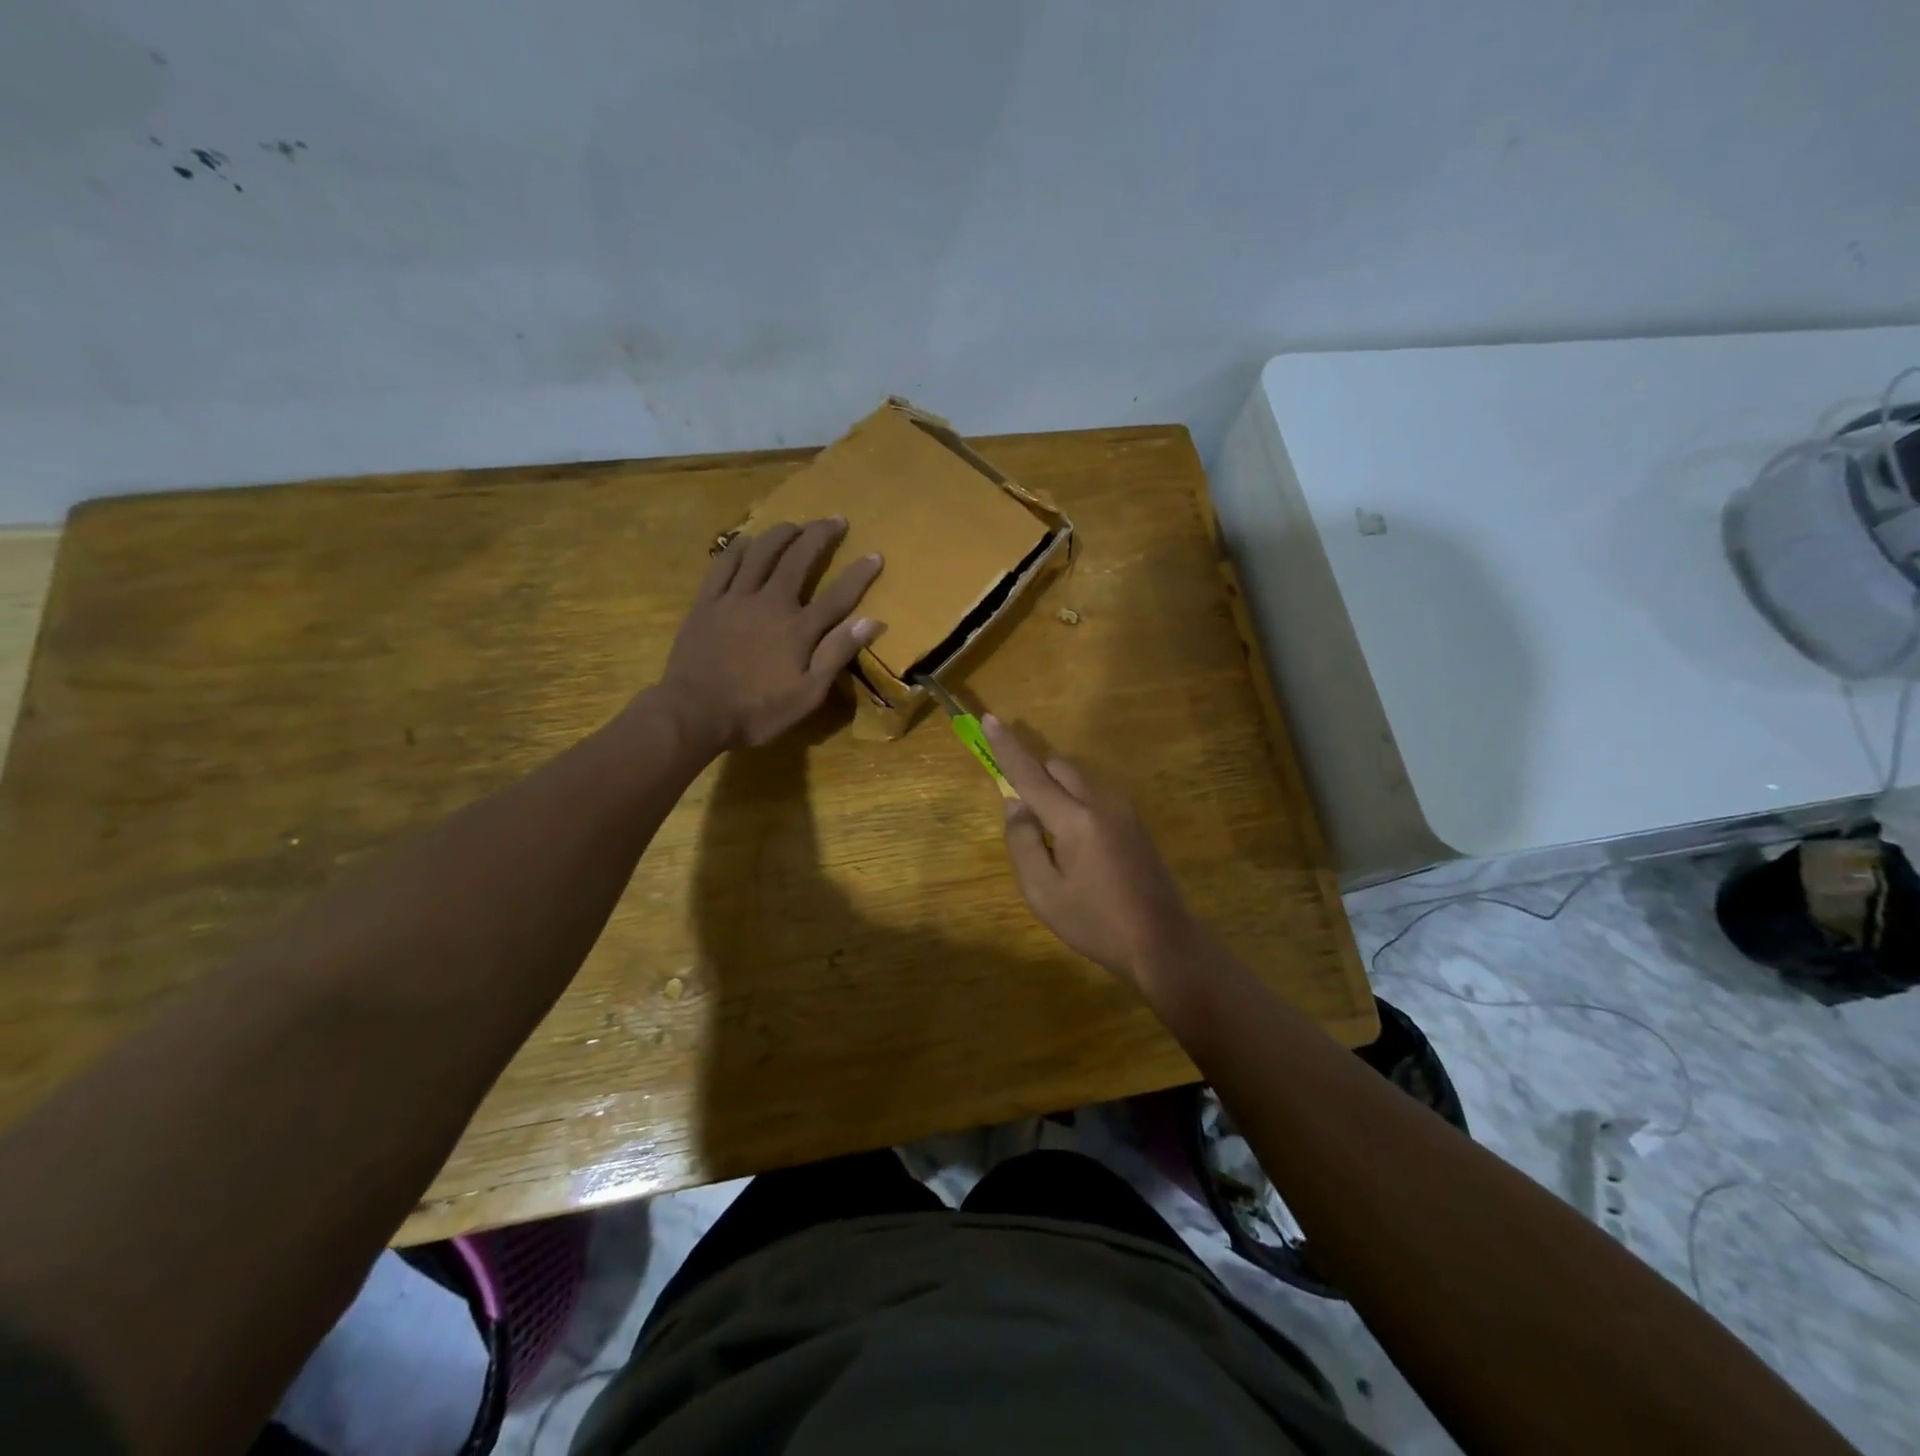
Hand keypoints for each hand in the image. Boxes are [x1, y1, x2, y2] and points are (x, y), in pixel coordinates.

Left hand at [659, 518, 883, 752]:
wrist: (694, 713)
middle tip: (836, 519)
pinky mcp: (707, 603)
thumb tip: (871, 621)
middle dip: (820, 536)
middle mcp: (770, 603)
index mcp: (798, 629)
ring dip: (781, 534)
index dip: (859, 574)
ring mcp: (735, 599)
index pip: (838, 595)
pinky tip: (746, 540)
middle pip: (799, 560)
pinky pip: (723, 565)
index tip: (875, 554)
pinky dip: (737, 549)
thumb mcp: (807, 695)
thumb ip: (837, 655)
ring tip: (795, 523)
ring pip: (761, 554)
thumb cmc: (757, 711)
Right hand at [983, 715, 1202, 992]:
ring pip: (1079, 782)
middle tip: (1025, 819)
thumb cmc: (1095, 922)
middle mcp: (1101, 803)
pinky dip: (1076, 806)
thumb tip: (1015, 805)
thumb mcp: (1043, 892)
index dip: (1006, 747)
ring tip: (1054, 847)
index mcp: (1075, 820)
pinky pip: (1095, 798)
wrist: (1162, 942)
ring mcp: (1123, 811)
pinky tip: (1080, 852)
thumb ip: (1022, 842)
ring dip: (1057, 794)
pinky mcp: (1135, 823)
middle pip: (1059, 768)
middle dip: (1035, 777)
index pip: (1031, 774)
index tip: (989, 719)